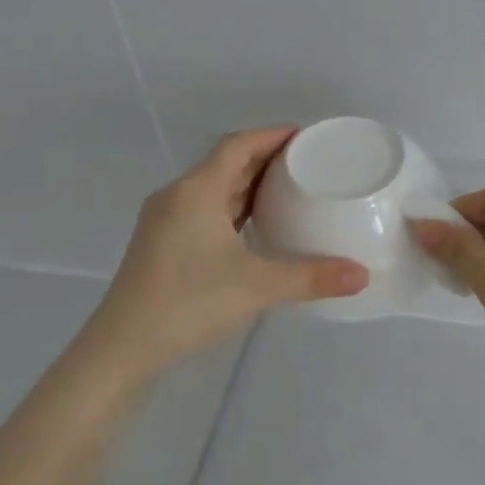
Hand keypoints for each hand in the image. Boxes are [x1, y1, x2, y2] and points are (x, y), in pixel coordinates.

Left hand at [96, 127, 368, 374]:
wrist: (122, 349)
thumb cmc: (188, 304)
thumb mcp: (257, 287)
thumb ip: (311, 277)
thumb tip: (362, 275)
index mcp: (195, 191)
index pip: (237, 145)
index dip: (271, 135)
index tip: (305, 136)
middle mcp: (176, 197)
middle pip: (225, 164)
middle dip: (265, 159)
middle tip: (307, 163)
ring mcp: (164, 222)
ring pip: (212, 189)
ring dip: (248, 185)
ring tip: (288, 190)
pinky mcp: (161, 246)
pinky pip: (204, 211)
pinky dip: (232, 209)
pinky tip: (254, 227)